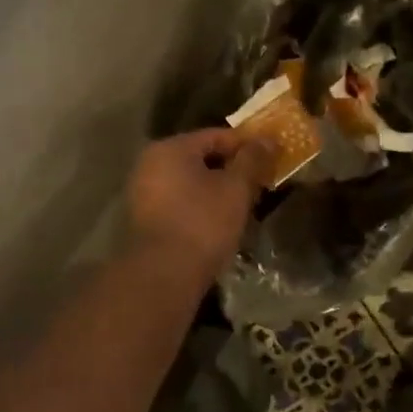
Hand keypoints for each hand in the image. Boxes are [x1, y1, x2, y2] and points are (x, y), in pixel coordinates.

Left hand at [127, 129, 268, 280]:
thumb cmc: (202, 224)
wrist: (163, 275)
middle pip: (200, 159)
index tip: (270, 159)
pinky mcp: (143, 222)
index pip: (216, 136)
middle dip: (231, 171)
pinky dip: (199, 209)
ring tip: (242, 207)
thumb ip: (252, 160)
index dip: (247, 146)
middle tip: (259, 185)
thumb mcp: (236, 189)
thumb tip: (267, 139)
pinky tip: (218, 225)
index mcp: (170, 148)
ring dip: (215, 192)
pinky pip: (178, 205)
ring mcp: (142, 194)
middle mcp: (149, 164)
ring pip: (189, 184)